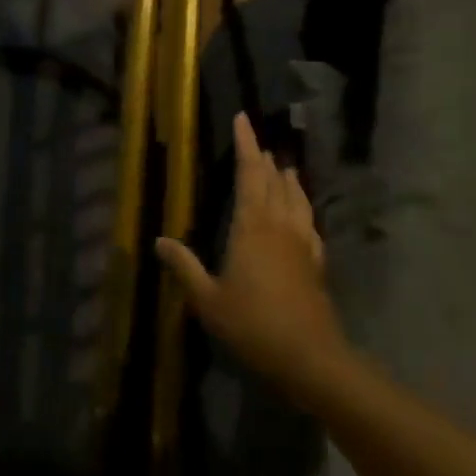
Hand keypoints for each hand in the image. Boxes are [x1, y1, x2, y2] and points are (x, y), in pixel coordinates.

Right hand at [156, 113, 350, 399]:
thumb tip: (159, 240)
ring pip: (297, 198)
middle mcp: (280, 225)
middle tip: (257, 142)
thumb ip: (184, 267)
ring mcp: (302, 242)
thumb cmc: (252, 324)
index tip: (242, 119)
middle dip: (264, 158)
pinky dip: (303, 207)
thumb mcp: (207, 299)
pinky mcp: (316, 261)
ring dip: (288, 179)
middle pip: (275, 181)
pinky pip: (310, 222)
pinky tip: (303, 214)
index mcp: (252, 226)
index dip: (246, 144)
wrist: (309, 356)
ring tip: (283, 166)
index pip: (249, 173)